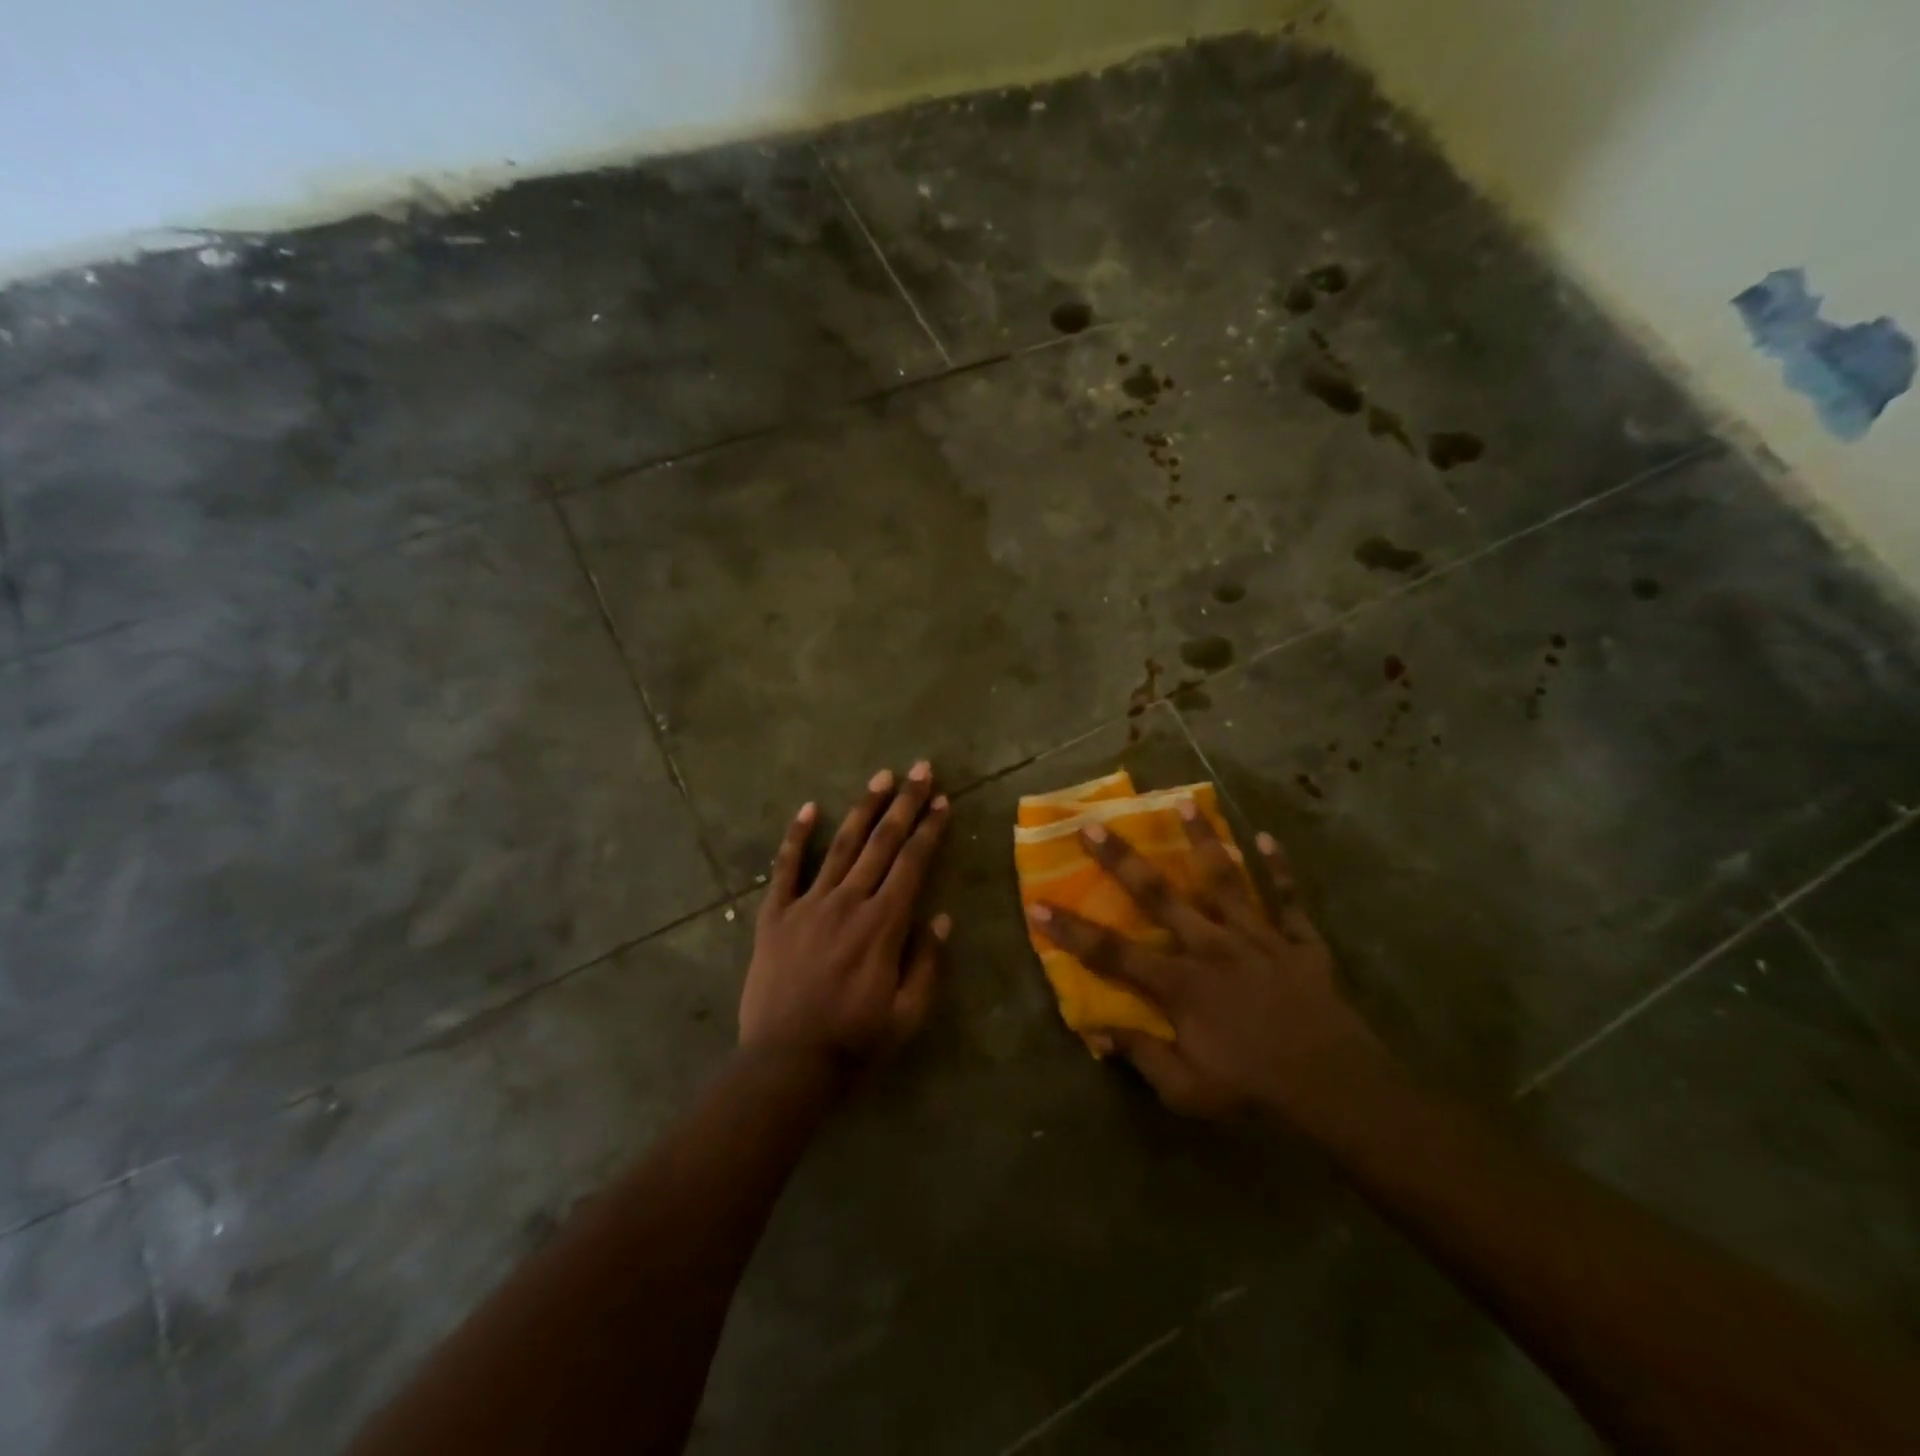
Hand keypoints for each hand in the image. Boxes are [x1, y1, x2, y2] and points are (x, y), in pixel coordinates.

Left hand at [740, 762, 951, 1075]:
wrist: (786, 1063)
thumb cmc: (854, 1041)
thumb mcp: (908, 1014)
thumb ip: (928, 962)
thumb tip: (941, 916)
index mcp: (883, 924)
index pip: (912, 863)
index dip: (930, 829)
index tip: (942, 800)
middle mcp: (848, 902)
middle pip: (882, 843)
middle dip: (905, 804)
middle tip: (921, 769)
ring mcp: (808, 904)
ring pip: (841, 845)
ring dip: (863, 809)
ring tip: (881, 777)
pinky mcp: (776, 915)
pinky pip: (786, 868)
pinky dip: (796, 837)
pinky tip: (808, 808)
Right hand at [1028, 805, 1384, 1121]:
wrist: (1336, 1089)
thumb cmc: (1254, 1090)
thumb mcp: (1187, 1091)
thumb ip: (1141, 1055)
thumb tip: (1096, 1030)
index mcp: (1180, 983)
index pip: (1112, 953)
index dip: (1071, 930)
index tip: (1038, 903)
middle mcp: (1211, 946)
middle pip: (1158, 895)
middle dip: (1121, 859)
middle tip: (1092, 825)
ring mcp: (1257, 938)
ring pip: (1225, 880)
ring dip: (1203, 841)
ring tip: (1185, 804)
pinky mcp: (1298, 942)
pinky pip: (1289, 900)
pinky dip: (1281, 870)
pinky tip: (1268, 839)